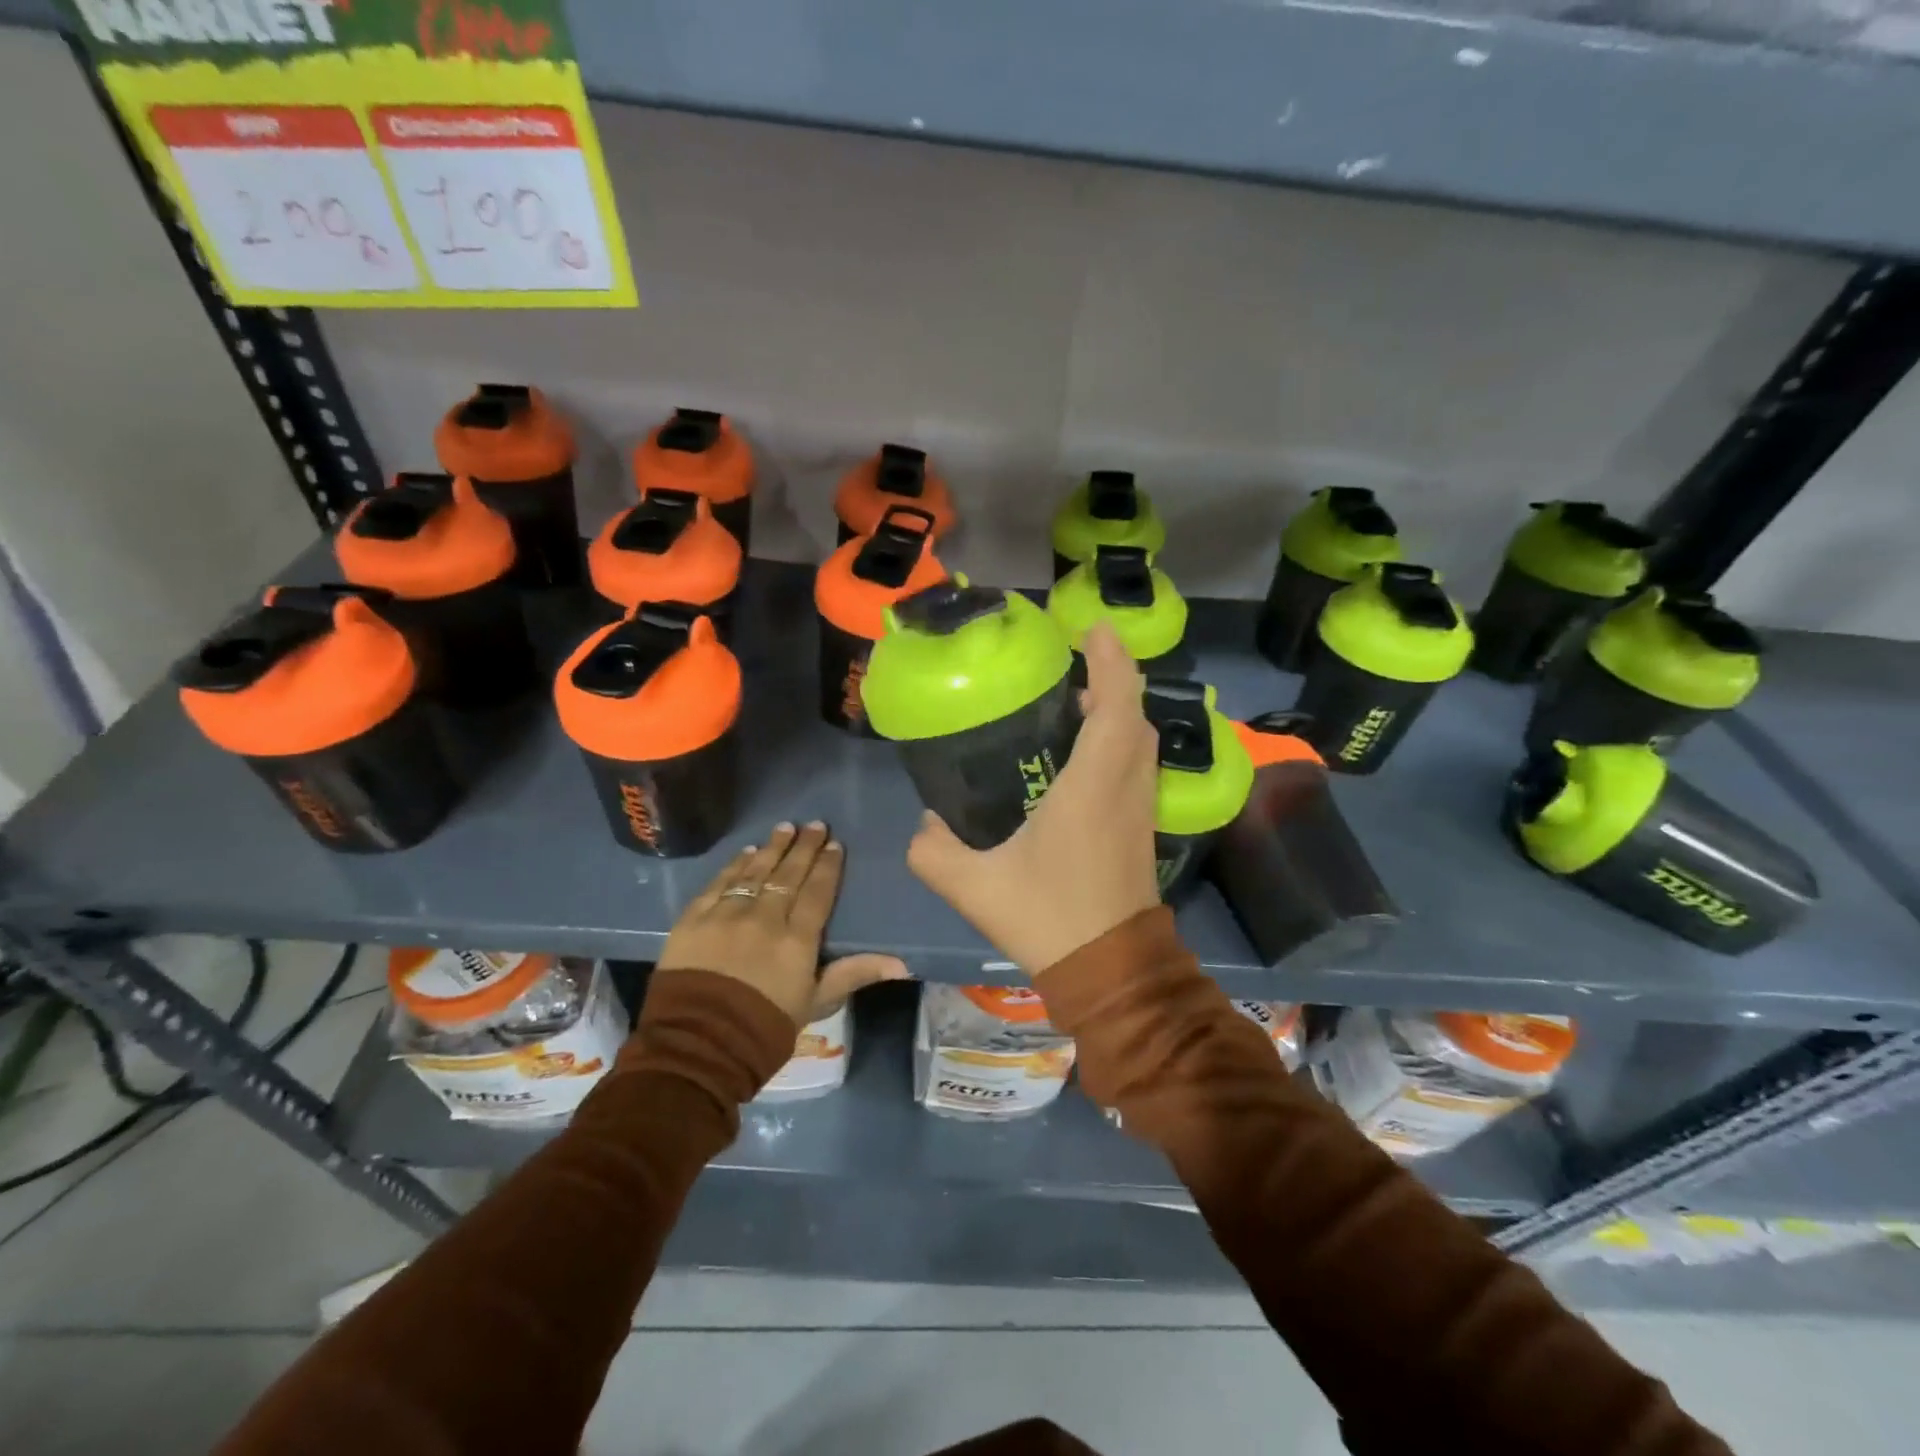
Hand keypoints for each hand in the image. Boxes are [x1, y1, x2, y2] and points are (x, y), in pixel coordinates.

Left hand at [656, 821, 909, 1024]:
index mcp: (797, 939)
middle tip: (815, 824)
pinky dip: (734, 866)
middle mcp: (764, 917)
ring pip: (754, 871)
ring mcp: (727, 914)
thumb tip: (903, 964)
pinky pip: (719, 883)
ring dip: (772, 848)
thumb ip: (854, 974)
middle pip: (788, 874)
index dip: (828, 866)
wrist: (697, 1045)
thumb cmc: (764, 1029)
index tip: (835, 845)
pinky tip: (745, 853)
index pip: (817, 892)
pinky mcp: (694, 919)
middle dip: (804, 847)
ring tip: (784, 827)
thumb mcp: (815, 1003)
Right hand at [907, 623, 1160, 975]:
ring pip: (1142, 742)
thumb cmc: (1048, 918)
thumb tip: (923, 824)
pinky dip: (1120, 741)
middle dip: (1114, 679)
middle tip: (1078, 663)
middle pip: (1136, 716)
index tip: (1094, 628)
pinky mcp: (1142, 829)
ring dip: (1120, 710)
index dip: (1110, 661)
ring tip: (1079, 700)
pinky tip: (1085, 756)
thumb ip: (934, 851)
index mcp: (1092, 787)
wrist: (1111, 971)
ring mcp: (1140, 809)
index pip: (1115, 706)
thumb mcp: (974, 887)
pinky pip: (1138, 766)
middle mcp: (1125, 788)